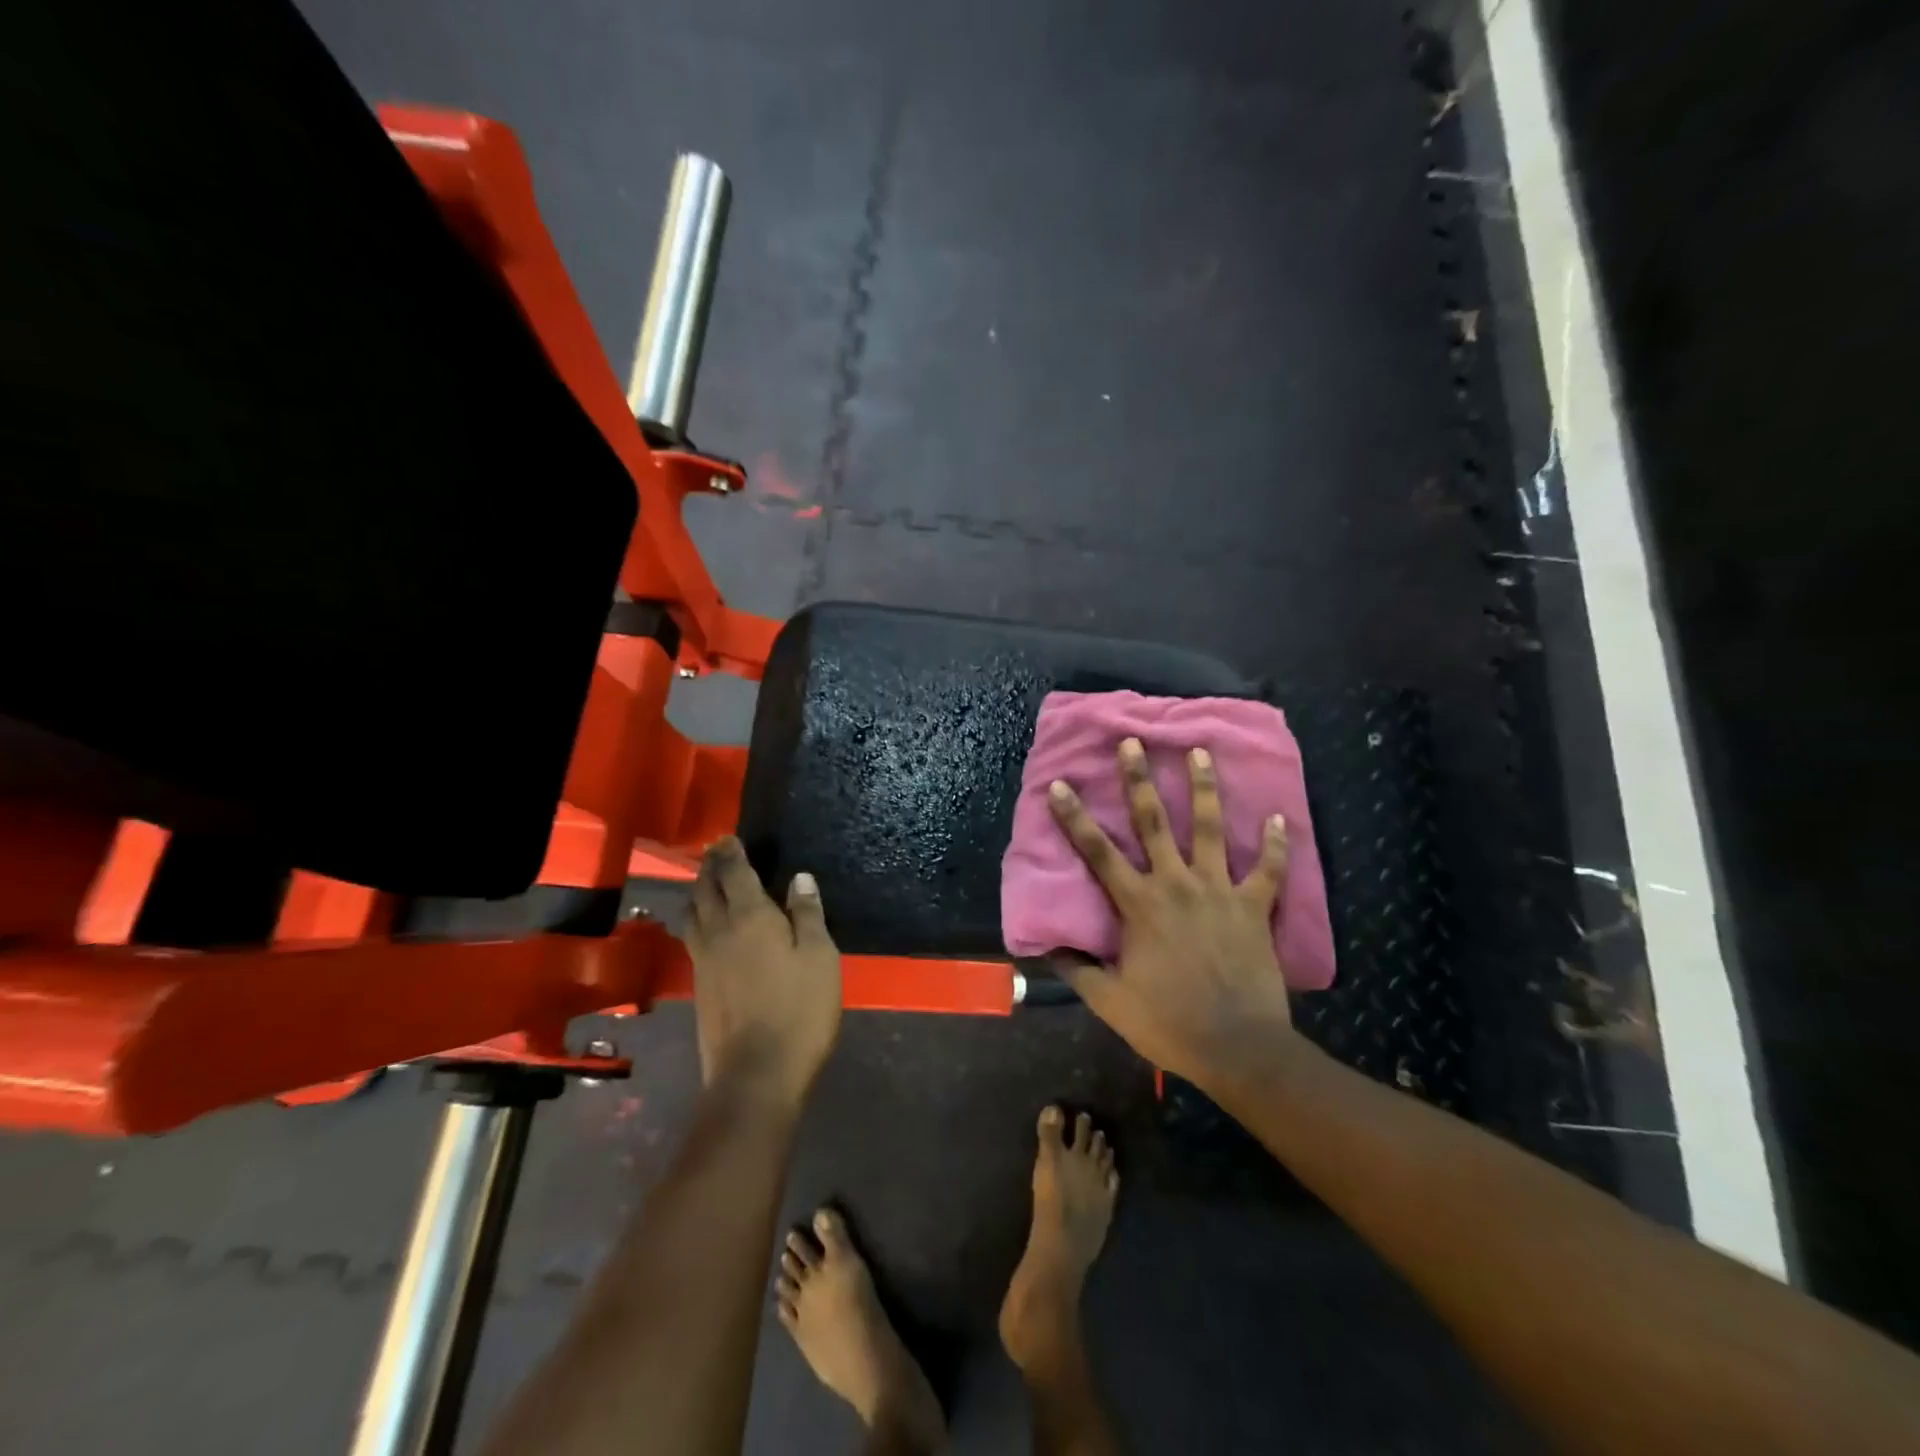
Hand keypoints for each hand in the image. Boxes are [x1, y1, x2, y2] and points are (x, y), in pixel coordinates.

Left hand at [683, 837, 841, 1106]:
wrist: (756, 1074)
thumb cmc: (798, 1010)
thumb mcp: (819, 957)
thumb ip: (808, 914)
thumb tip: (800, 878)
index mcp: (749, 917)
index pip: (735, 873)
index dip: (731, 853)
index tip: (728, 838)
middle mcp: (718, 931)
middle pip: (705, 889)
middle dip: (710, 867)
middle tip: (716, 852)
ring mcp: (703, 960)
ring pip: (692, 914)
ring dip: (697, 892)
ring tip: (707, 883)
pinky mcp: (699, 986)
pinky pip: (692, 937)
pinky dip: (698, 919)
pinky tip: (709, 928)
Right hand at [1047, 738, 1294, 1092]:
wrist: (1238, 1049)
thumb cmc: (1169, 1024)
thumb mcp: (1110, 1003)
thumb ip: (1077, 971)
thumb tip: (1048, 947)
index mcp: (1139, 905)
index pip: (1098, 853)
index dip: (1074, 818)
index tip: (1059, 785)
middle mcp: (1177, 885)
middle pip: (1154, 822)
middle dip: (1140, 779)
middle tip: (1134, 742)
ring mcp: (1219, 891)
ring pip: (1210, 829)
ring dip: (1204, 788)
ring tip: (1200, 752)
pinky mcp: (1254, 907)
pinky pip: (1268, 869)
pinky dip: (1276, 844)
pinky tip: (1279, 816)